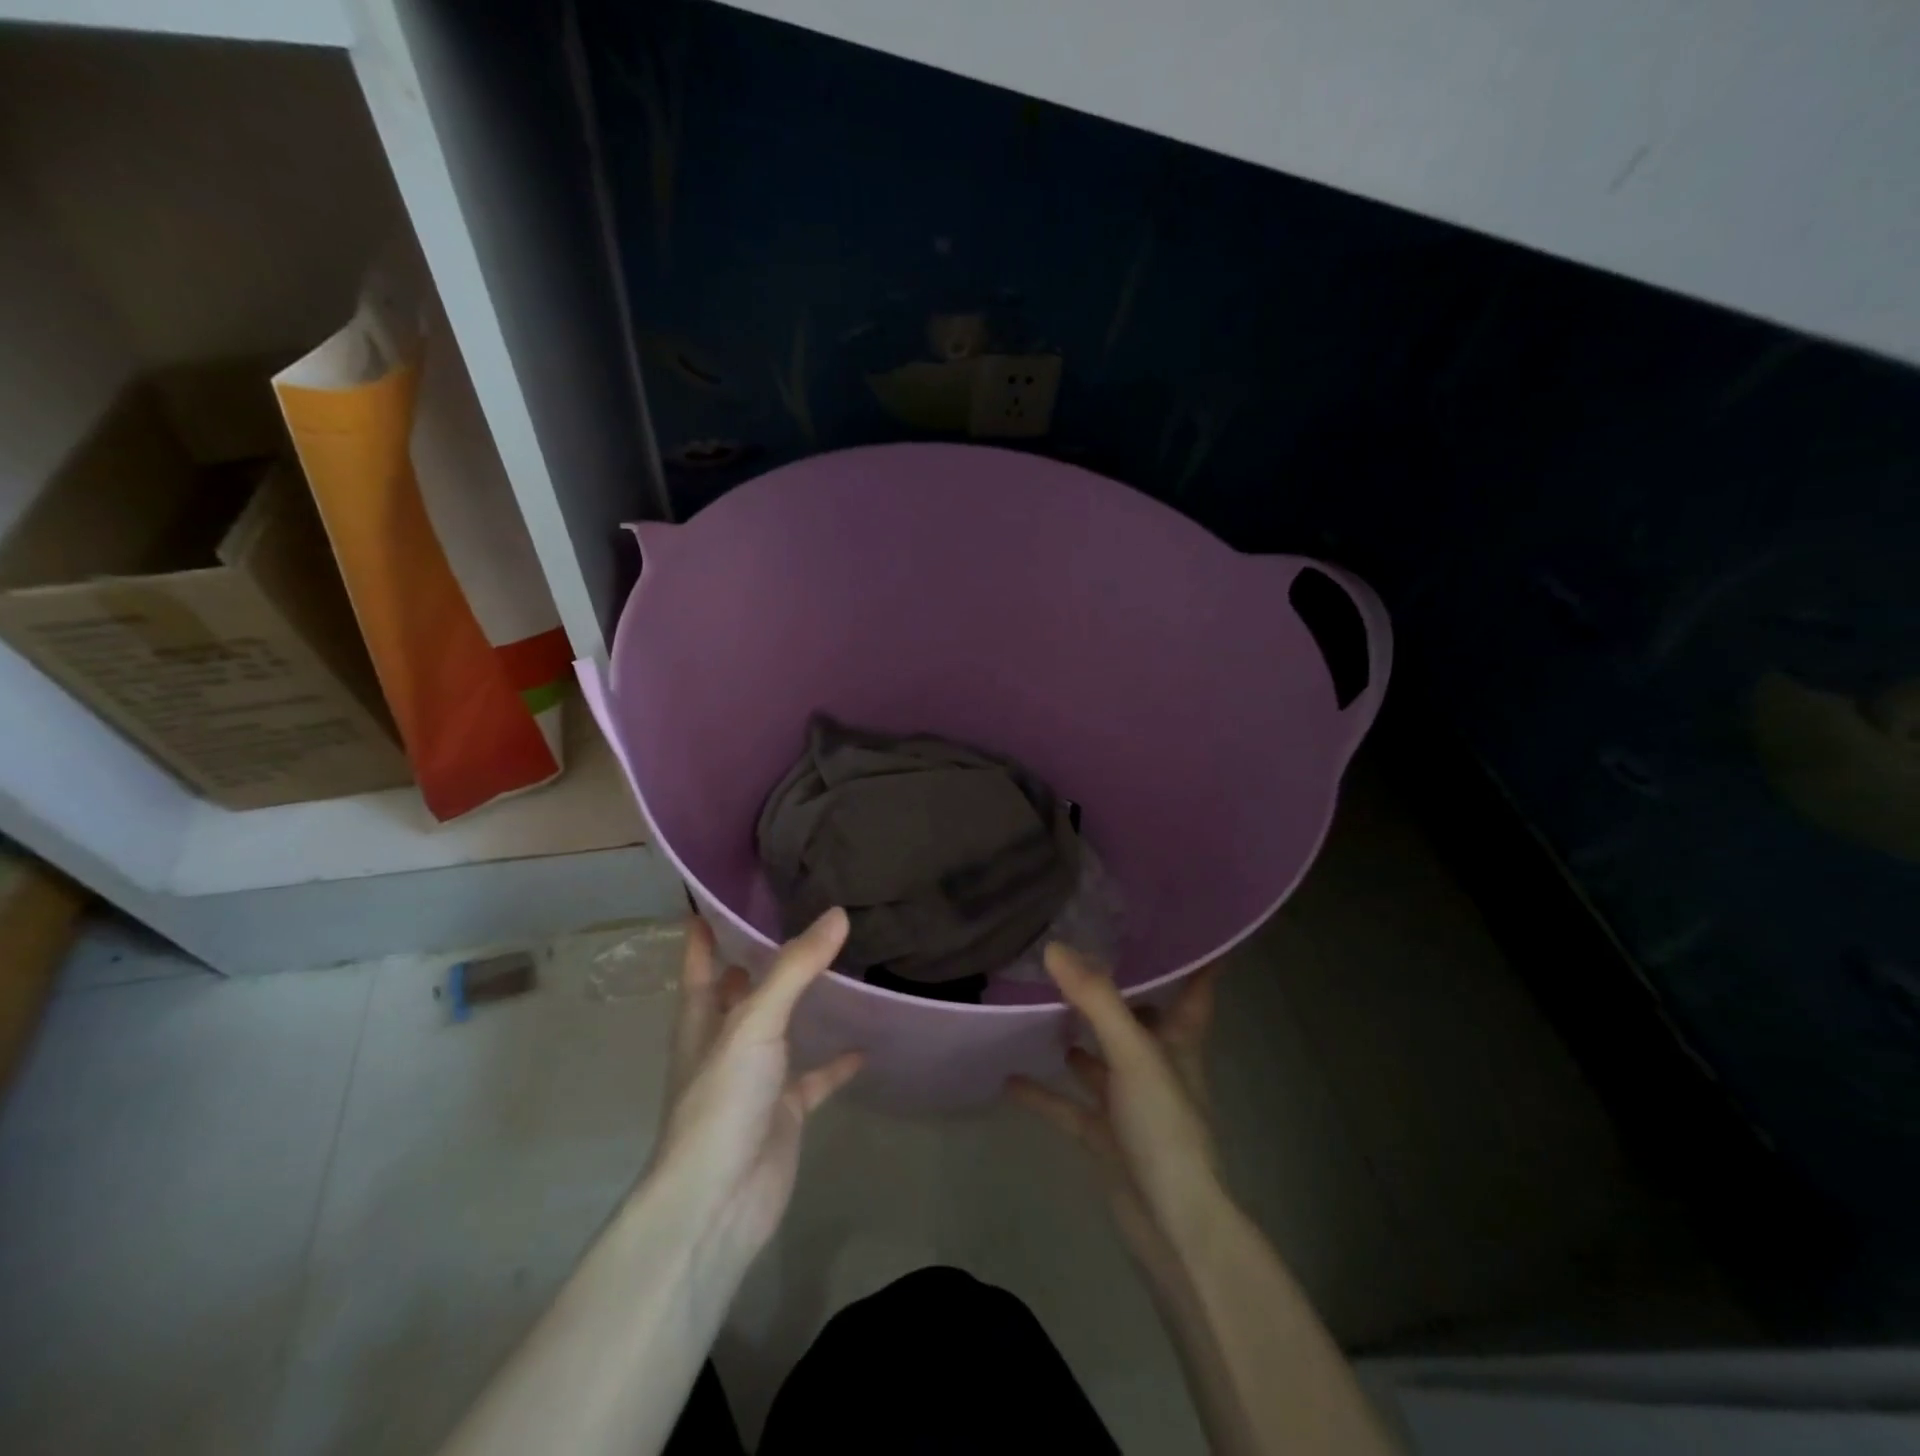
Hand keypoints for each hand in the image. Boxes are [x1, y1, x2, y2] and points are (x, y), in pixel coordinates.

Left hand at [644, 908, 862, 1261]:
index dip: (705, 932)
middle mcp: (725, 1043)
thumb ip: (796, 969)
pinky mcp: (784, 1112)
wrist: (718, 1202)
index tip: (719, 895)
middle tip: (795, 918)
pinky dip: (836, 1064)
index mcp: (702, 1019)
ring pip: (781, 1031)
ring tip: (837, 966)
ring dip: (801, 1005)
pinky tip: (864, 1045)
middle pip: (741, 992)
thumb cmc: (721, 1100)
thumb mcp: (754, 1023)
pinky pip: (815, 1079)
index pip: (700, 963)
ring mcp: (755, 1079)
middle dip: (759, 961)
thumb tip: (837, 914)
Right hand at [1008, 944, 1225, 1272]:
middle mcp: (1156, 1066)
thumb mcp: (1133, 1052)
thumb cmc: (1165, 1124)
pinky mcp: (1105, 1135)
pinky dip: (1042, 1093)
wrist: (1171, 1223)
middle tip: (1079, 953)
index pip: (1195, 990)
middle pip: (1139, 1019)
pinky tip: (1008, 1076)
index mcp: (1178, 1041)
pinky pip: (1068, 1106)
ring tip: (1038, 1004)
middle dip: (1115, 993)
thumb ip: (1096, 1000)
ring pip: (1100, 1060)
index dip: (1197, 959)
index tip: (1184, 926)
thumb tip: (1055, 948)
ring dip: (1075, 1039)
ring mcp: (1130, 1103)